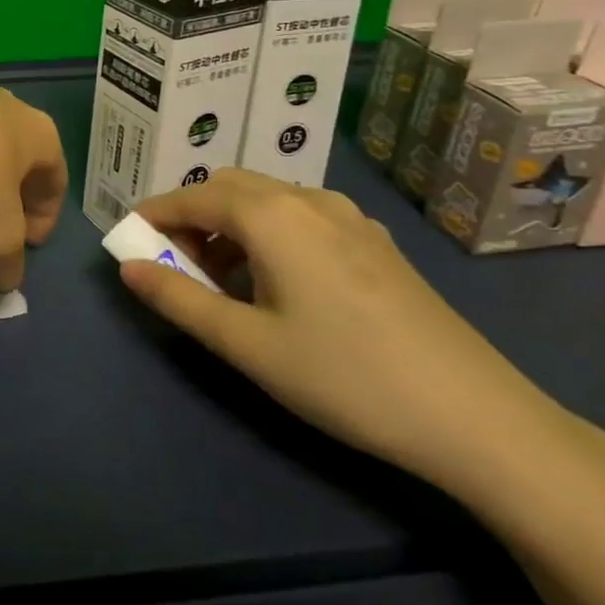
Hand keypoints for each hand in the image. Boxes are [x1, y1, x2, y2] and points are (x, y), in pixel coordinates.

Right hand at [117, 169, 571, 488]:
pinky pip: (301, 216)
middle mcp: (308, 199)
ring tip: (222, 280)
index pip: (191, 196)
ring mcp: (349, 217)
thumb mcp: (246, 345)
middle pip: (229, 187)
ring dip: (230, 224)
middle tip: (175, 264)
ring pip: (267, 199)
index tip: (127, 240)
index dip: (153, 214)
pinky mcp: (375, 242)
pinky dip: (268, 232)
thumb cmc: (345, 377)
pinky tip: (278, 283)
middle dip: (191, 216)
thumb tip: (127, 267)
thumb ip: (178, 299)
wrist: (477, 417)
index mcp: (271, 215)